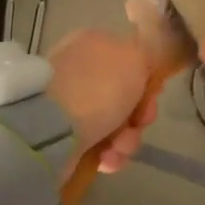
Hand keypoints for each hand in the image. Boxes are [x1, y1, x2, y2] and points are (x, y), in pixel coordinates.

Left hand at [44, 29, 156, 172]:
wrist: (52, 127)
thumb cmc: (99, 87)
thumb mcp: (135, 57)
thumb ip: (146, 56)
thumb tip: (141, 66)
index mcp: (93, 44)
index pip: (129, 62)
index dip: (147, 82)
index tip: (152, 97)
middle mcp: (79, 71)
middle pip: (124, 97)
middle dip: (137, 117)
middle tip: (137, 125)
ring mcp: (69, 104)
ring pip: (115, 125)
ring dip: (126, 140)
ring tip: (117, 149)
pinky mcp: (62, 135)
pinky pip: (98, 146)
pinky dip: (108, 155)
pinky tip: (106, 160)